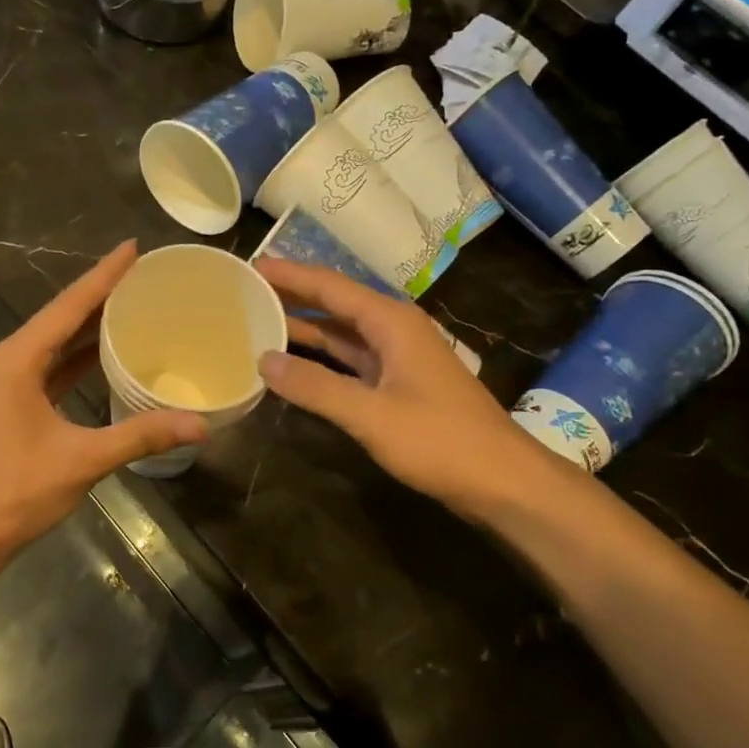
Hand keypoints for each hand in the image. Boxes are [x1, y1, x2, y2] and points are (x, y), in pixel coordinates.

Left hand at [0, 241, 208, 559]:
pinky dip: (76, 358)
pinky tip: (104, 355)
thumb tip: (199, 425)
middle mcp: (7, 361)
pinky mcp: (8, 405)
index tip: (132, 248)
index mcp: (17, 360)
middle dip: (100, 295)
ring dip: (88, 326)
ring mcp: (4, 383)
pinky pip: (48, 367)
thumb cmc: (14, 490)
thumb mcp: (82, 459)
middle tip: (142, 275)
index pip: (68, 306)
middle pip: (60, 318)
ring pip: (53, 343)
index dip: (104, 275)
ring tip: (130, 306)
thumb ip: (141, 436)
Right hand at [254, 257, 540, 516]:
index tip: (250, 266)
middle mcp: (393, 329)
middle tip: (246, 291)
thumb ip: (315, 386)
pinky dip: (321, 357)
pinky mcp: (398, 384)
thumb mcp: (371, 415)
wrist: (503, 481)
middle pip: (335, 303)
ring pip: (341, 332)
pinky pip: (350, 359)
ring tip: (259, 320)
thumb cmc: (441, 441)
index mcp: (390, 322)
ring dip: (304, 326)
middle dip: (293, 295)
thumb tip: (262, 360)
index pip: (329, 286)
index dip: (289, 274)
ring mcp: (398, 357)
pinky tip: (293, 362)